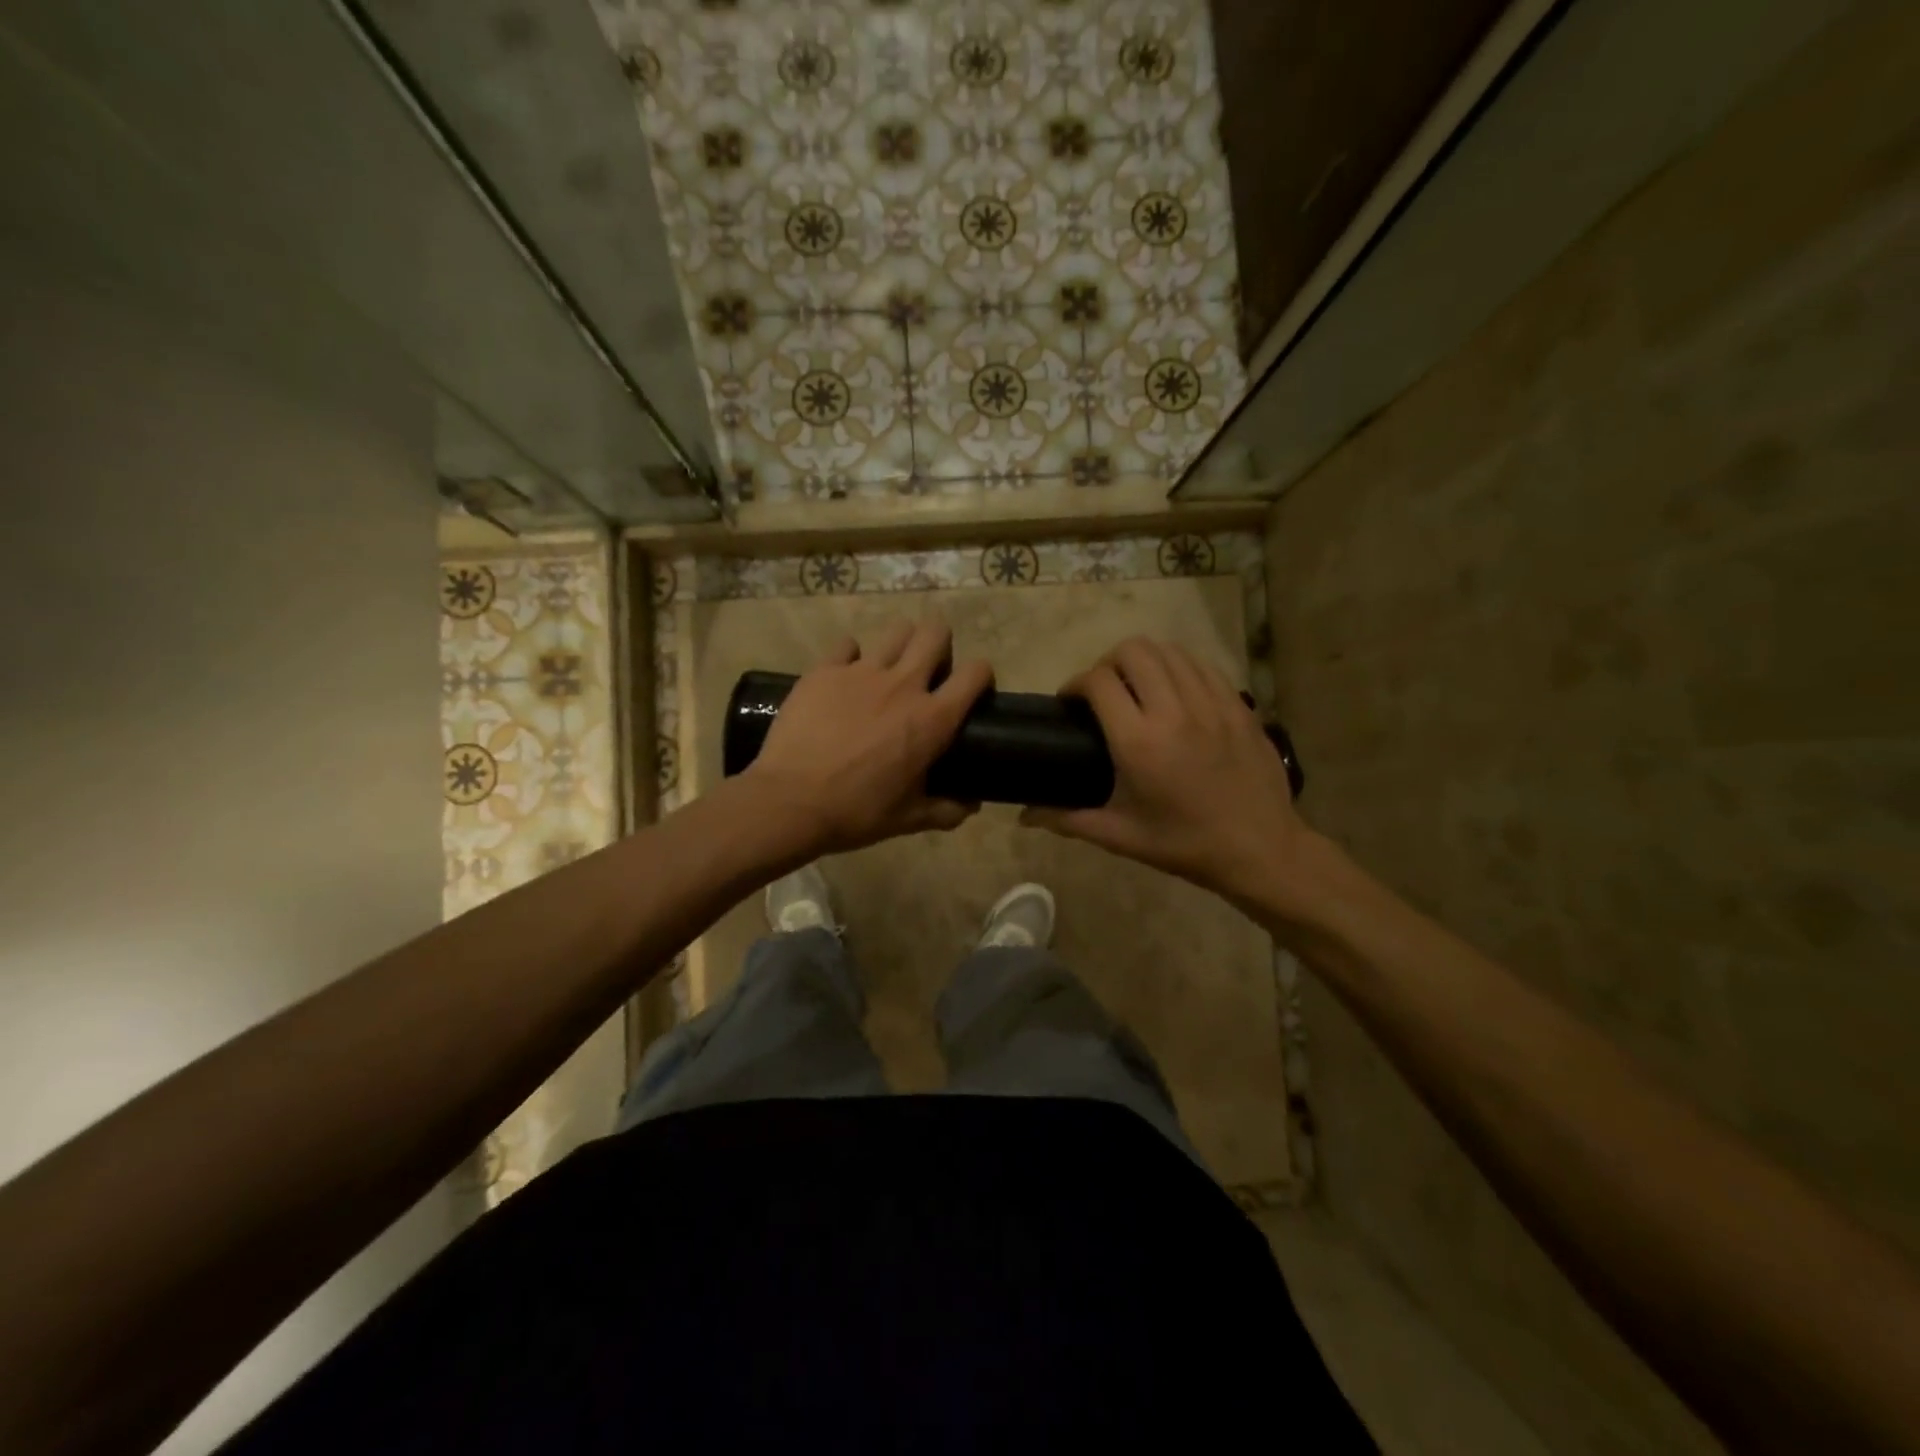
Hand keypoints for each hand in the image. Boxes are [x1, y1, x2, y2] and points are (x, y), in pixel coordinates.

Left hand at [744, 620, 992, 856]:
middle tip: (929, 669)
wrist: (790, 801)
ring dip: (901, 644)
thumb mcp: (909, 819)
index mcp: (933, 720)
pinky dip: (851, 657)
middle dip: (940, 643)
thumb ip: (946, 810)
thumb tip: (971, 805)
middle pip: (936, 633)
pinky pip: (847, 645)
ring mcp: (862, 672)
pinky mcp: (825, 670)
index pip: (976, 673)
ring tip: (889, 667)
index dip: (981, 676)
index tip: (972, 690)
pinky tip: (844, 677)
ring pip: (896, 631)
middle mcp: (904, 685)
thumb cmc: (856, 812)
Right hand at [1022, 638, 1314, 906]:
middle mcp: (1174, 711)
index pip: (1097, 682)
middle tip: (1104, 693)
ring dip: (1145, 661)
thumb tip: (1024, 816)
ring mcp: (1211, 703)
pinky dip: (1179, 668)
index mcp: (1139, 742)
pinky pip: (1201, 665)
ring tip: (1138, 687)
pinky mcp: (1237, 704)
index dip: (1075, 684)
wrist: (1260, 849)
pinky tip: (1175, 693)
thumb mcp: (1120, 835)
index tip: (1070, 703)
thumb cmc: (1184, 844)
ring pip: (1169, 650)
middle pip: (1133, 651)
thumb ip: (1067, 819)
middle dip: (1107, 663)